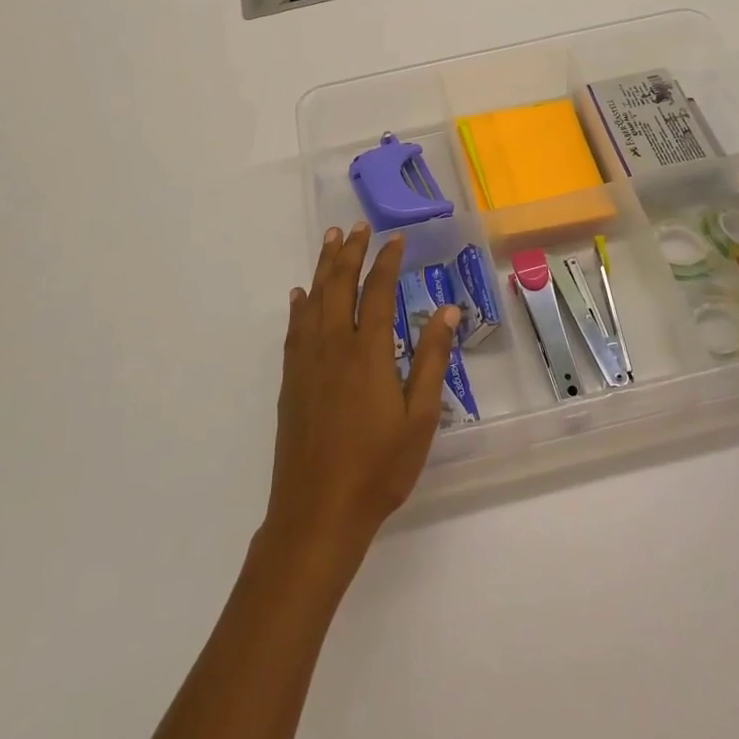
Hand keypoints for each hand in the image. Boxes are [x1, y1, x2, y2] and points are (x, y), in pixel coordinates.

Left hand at [264, 223, 460, 574]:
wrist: (317, 512)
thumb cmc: (379, 468)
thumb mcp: (420, 417)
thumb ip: (432, 359)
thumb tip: (447, 310)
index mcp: (368, 352)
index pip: (378, 291)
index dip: (387, 261)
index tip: (396, 238)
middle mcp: (334, 346)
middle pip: (340, 285)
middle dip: (350, 251)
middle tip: (358, 226)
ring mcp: (307, 362)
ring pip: (314, 299)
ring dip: (323, 267)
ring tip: (331, 240)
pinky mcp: (291, 380)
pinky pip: (294, 328)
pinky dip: (299, 305)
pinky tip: (300, 295)